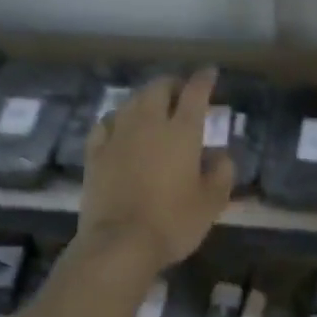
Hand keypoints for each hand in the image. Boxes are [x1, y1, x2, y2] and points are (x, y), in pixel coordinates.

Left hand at [77, 66, 233, 273]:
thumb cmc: (173, 222)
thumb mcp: (212, 202)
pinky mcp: (95, 153)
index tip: (210, 72)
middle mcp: (149, 124)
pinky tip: (118, 125)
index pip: (195, 93)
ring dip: (144, 98)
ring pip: (130, 102)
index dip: (204, 79)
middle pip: (158, 89)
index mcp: (182, 132)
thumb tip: (221, 156)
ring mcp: (117, 136)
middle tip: (180, 92)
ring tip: (152, 106)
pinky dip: (116, 118)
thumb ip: (222, 173)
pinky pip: (104, 123)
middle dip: (172, 84)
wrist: (119, 243)